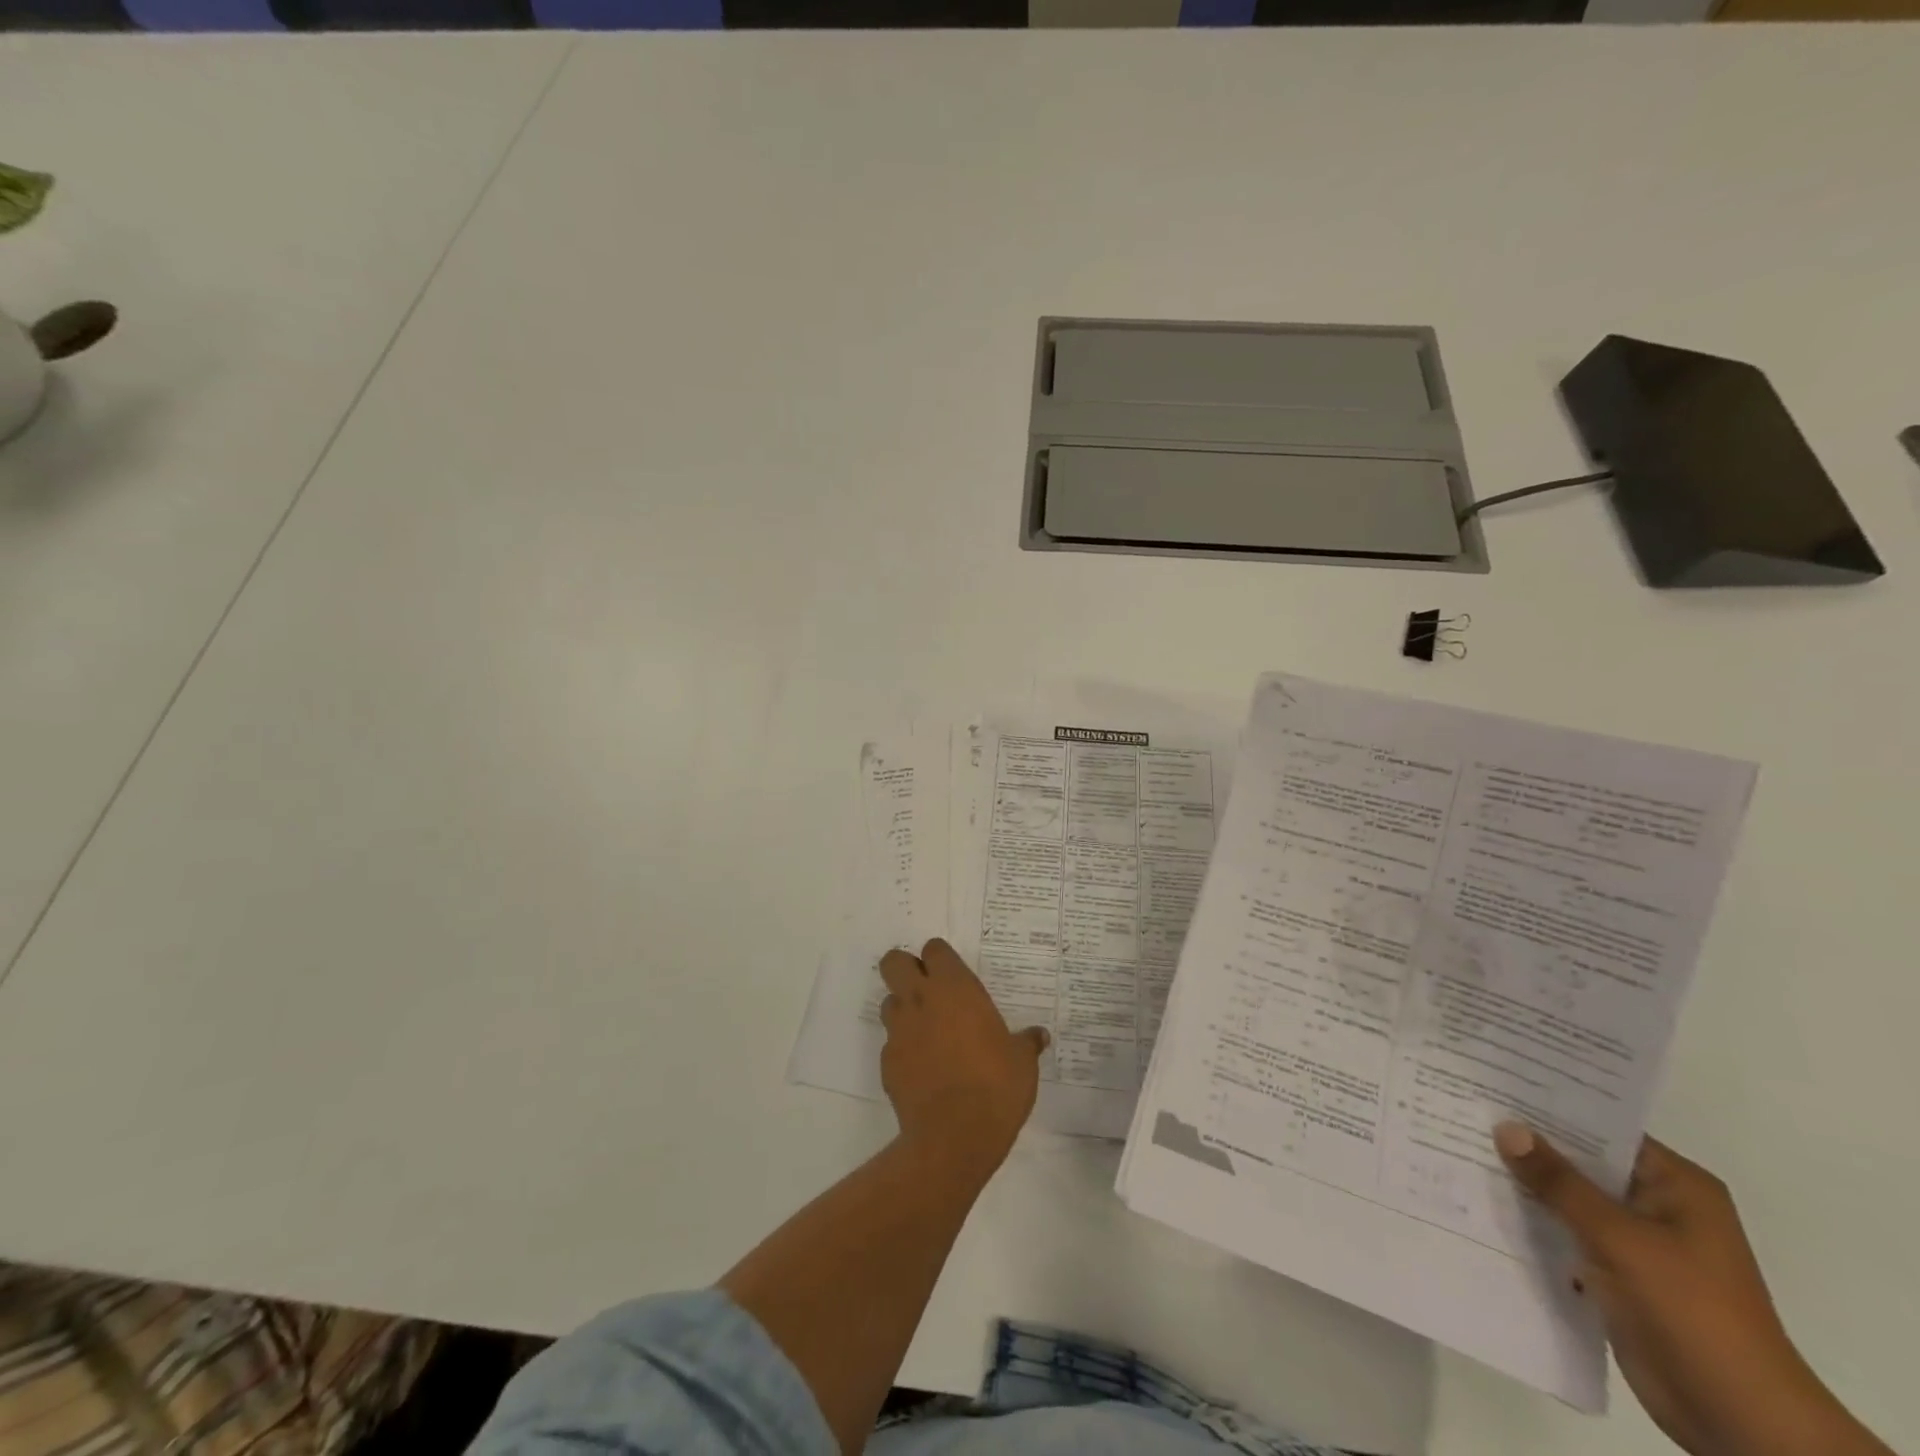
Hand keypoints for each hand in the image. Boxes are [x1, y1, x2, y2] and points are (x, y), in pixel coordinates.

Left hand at [879, 940, 1046, 1177]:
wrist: (954, 1137)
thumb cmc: (996, 1086)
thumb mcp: (1022, 1062)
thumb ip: (1026, 1043)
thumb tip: (1039, 1036)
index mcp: (954, 988)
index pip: (934, 949)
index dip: (940, 959)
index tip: (953, 976)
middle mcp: (921, 1000)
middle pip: (895, 962)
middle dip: (905, 969)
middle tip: (928, 990)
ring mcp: (899, 1030)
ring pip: (889, 1001)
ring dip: (904, 1009)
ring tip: (928, 1032)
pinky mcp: (887, 1062)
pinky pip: (892, 1043)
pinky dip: (904, 1049)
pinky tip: (924, 1069)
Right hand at [1494, 1123, 1890, 1455]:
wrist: (1738, 1422)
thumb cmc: (1692, 1312)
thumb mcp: (1619, 1239)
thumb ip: (1559, 1183)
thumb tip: (1506, 1126)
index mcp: (1676, 1186)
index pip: (1603, 1127)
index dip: (1550, 1107)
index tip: (1492, 1085)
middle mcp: (1657, 1205)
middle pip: (1582, 1162)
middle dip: (1529, 1146)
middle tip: (1464, 1111)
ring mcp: (1638, 1243)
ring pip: (1569, 1199)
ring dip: (1526, 1185)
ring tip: (1459, 1148)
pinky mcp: (1617, 1274)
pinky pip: (1566, 1233)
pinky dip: (1533, 1222)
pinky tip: (1482, 1204)